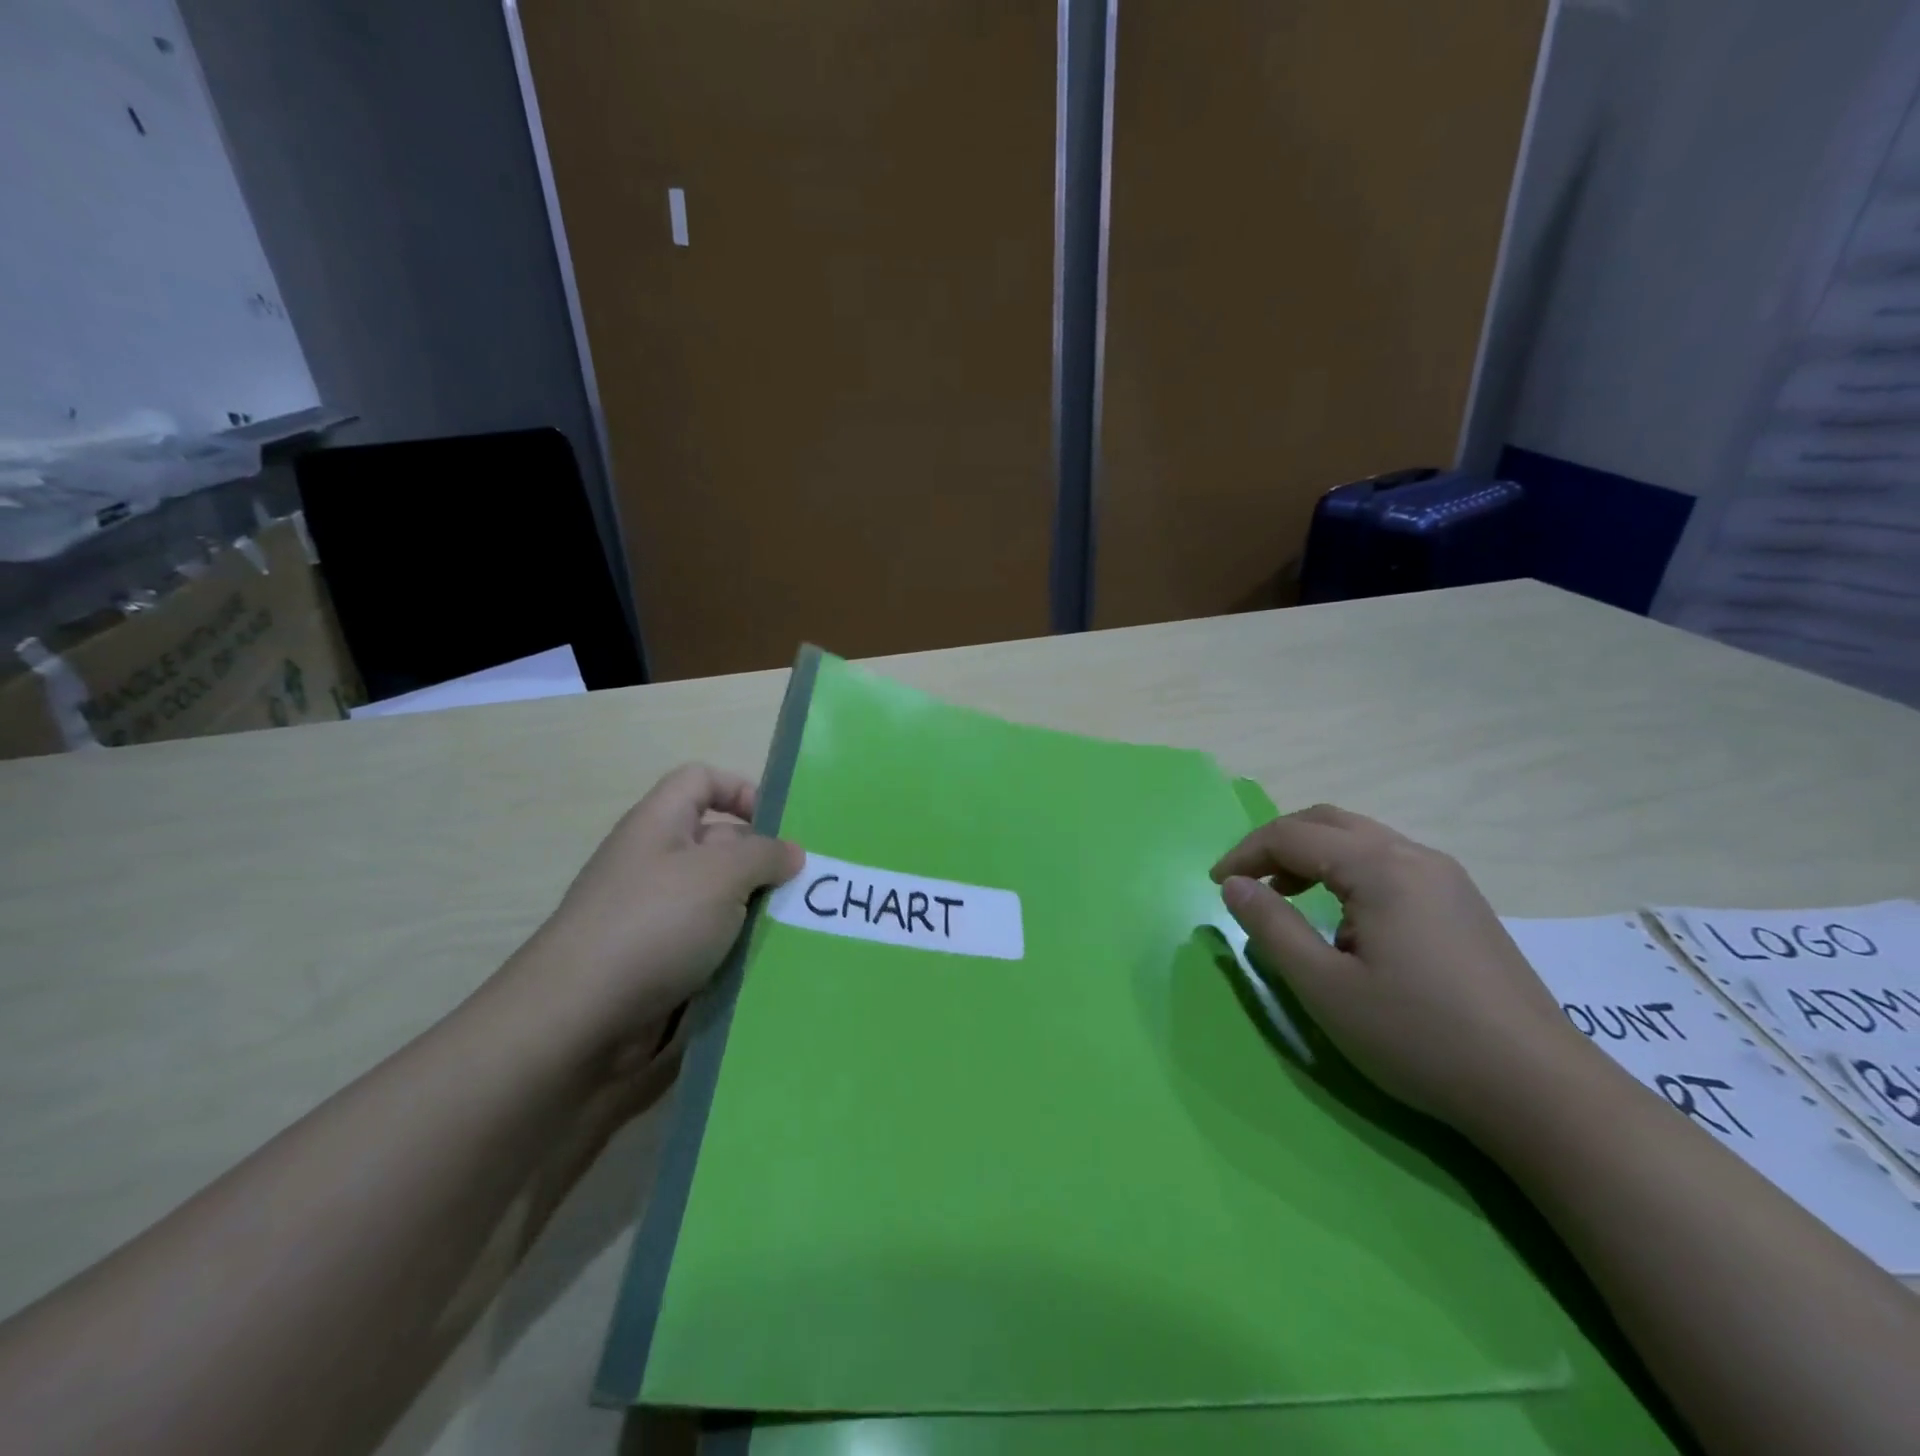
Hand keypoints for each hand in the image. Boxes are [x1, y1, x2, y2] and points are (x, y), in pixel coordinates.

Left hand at [504, 764, 802, 1059]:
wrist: (577, 1022)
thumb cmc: (653, 925)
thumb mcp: (720, 875)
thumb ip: (764, 855)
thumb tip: (791, 854)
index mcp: (660, 825)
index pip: (701, 781)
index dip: (741, 790)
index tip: (780, 827)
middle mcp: (657, 864)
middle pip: (722, 844)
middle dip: (765, 863)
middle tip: (809, 888)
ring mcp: (657, 918)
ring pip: (724, 901)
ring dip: (759, 914)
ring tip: (802, 930)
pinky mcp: (661, 965)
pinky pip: (712, 947)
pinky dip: (741, 953)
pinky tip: (773, 966)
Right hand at [1212, 805, 1591, 1136]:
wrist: (1541, 1091)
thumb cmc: (1419, 1036)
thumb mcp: (1325, 987)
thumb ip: (1271, 927)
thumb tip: (1234, 885)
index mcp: (1380, 866)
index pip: (1293, 834)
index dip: (1246, 853)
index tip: (1215, 885)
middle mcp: (1415, 856)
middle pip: (1328, 822)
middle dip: (1277, 844)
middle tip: (1246, 881)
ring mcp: (1447, 879)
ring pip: (1362, 840)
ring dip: (1313, 857)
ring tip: (1285, 898)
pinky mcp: (1464, 905)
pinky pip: (1389, 865)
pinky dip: (1347, 874)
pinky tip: (1345, 923)